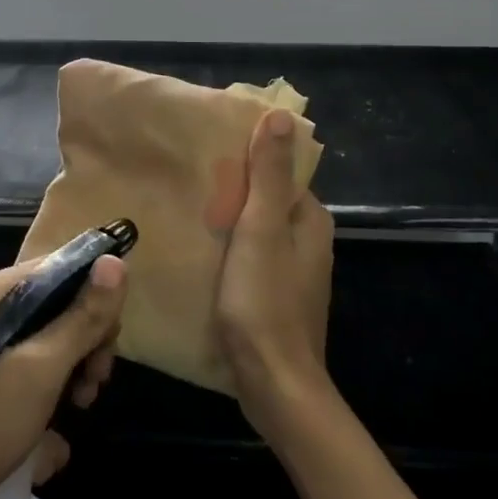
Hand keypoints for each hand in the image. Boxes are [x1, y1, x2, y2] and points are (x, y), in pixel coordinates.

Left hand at [0, 253, 126, 498]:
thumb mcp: (40, 370)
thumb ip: (81, 317)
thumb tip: (116, 261)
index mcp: (1, 291)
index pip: (67, 267)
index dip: (98, 298)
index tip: (108, 344)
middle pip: (60, 306)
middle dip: (87, 344)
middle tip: (92, 387)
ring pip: (48, 344)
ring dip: (71, 375)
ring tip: (75, 412)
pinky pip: (27, 374)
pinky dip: (46, 398)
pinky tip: (50, 440)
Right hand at [212, 109, 336, 433]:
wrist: (274, 384)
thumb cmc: (265, 301)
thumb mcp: (261, 229)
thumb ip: (269, 174)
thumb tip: (282, 114)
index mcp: (311, 220)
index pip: (280, 173)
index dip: (248, 160)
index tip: (210, 154)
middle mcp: (308, 242)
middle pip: (267, 201)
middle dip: (233, 191)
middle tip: (189, 183)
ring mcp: (293, 273)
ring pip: (257, 232)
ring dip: (228, 223)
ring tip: (186, 212)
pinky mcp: (276, 298)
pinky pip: (251, 259)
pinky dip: (229, 251)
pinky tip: (199, 253)